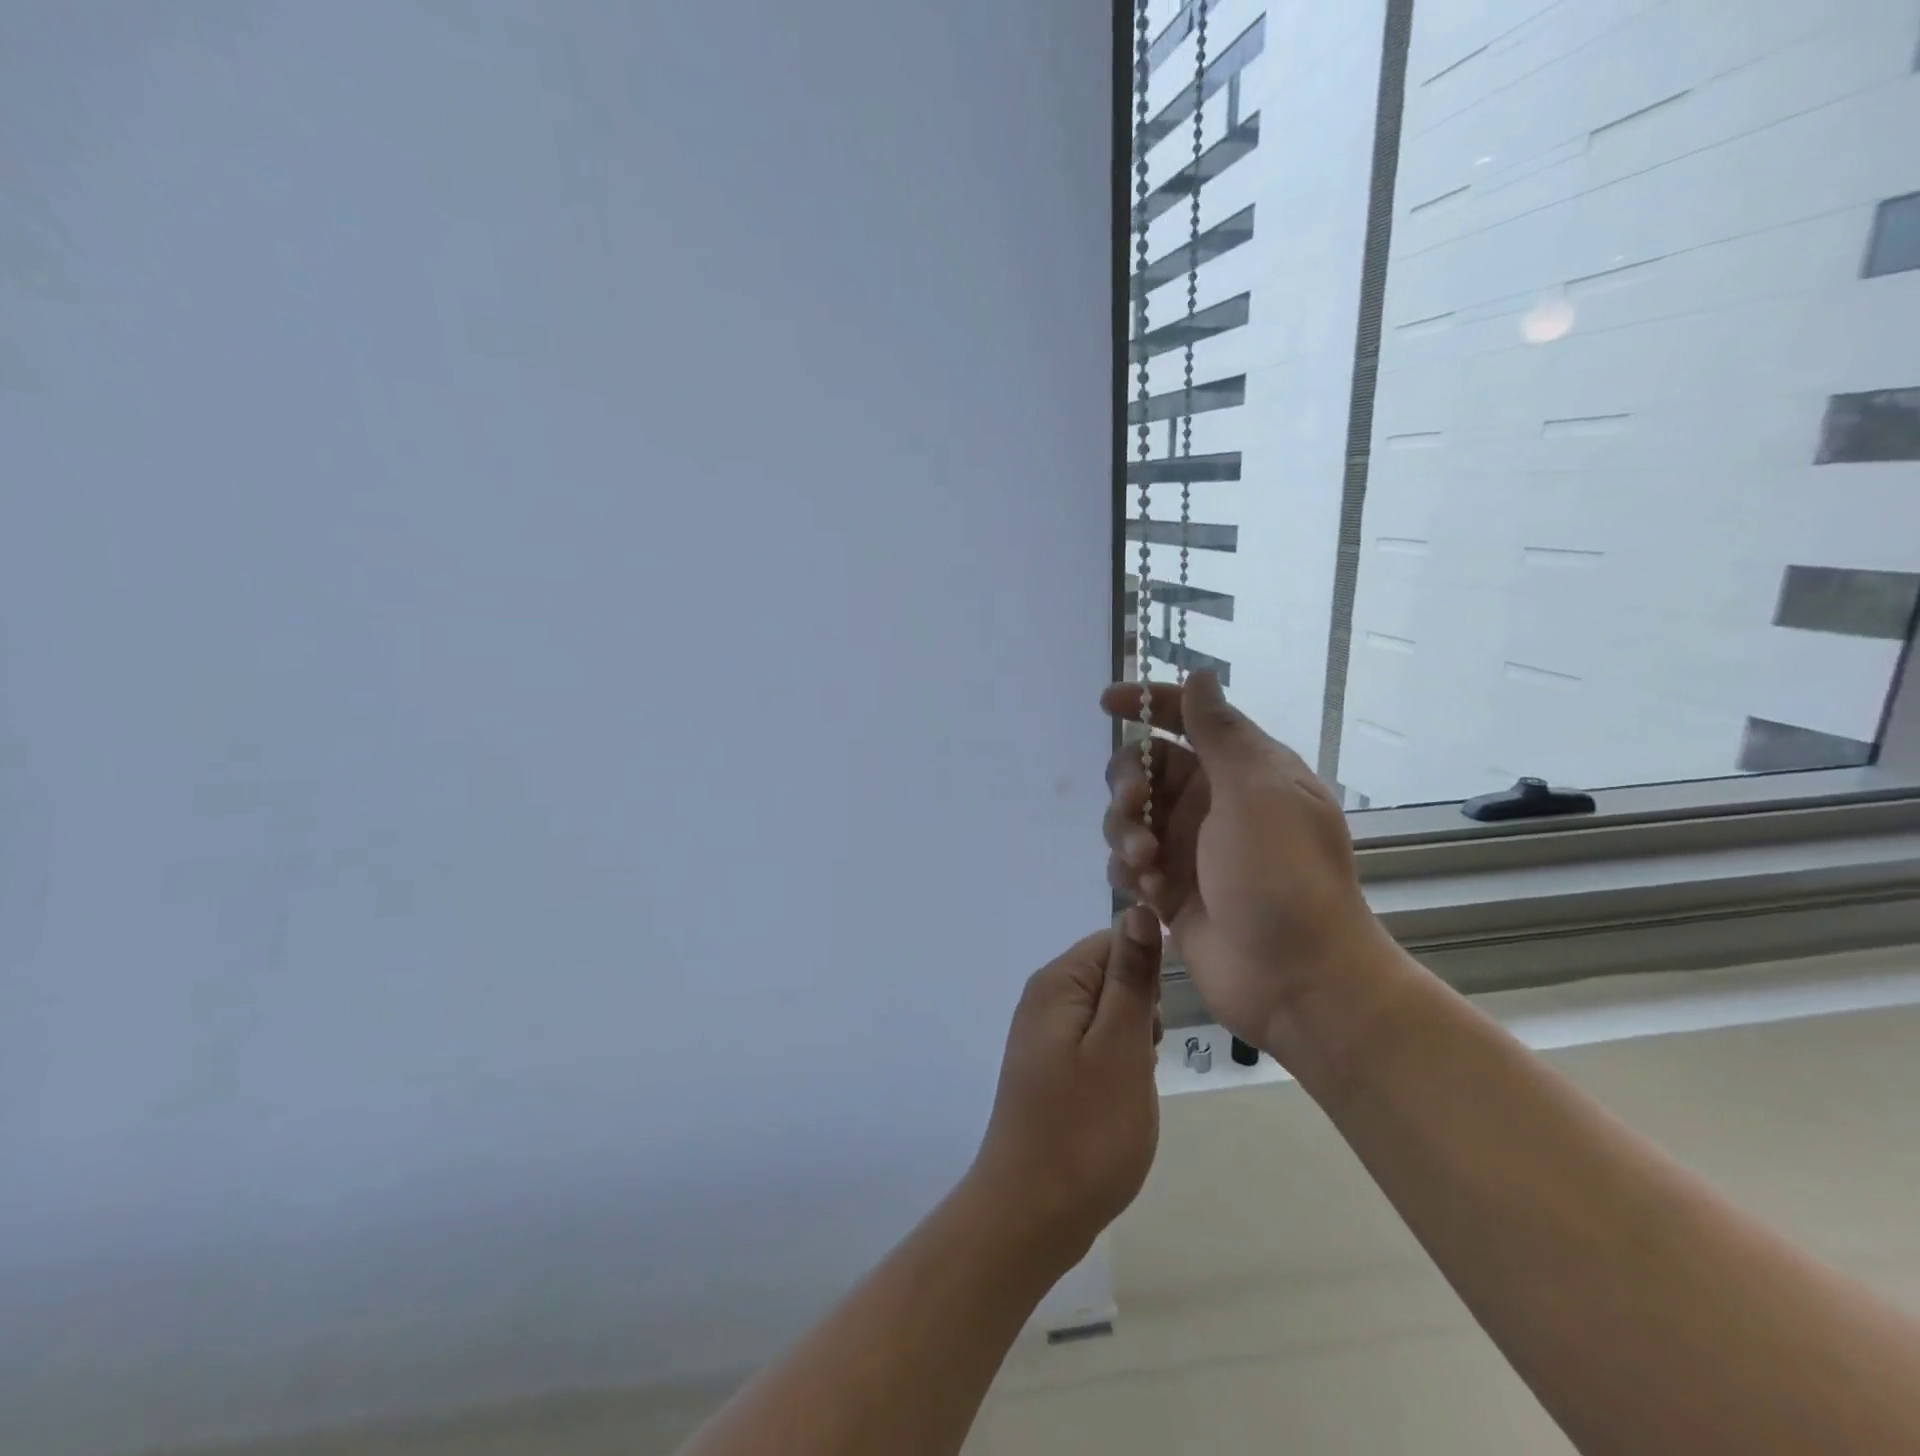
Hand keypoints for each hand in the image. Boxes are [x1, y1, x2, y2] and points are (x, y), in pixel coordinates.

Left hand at [967, 908, 1162, 1266]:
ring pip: (1108, 1013)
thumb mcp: (1122, 1046)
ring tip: (1135, 1082)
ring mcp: (1043, 1036)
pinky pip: (1094, 1044)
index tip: (1161, 1019)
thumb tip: (1139, 909)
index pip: (1114, 941)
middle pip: (1110, 975)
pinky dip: (1117, 1062)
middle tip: (1146, 1057)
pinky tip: (1121, 1097)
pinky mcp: (1049, 1069)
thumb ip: (1132, 976)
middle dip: (1142, 1009)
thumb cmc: (1086, 1128)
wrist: (1032, 1213)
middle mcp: (1043, 999)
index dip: (1148, 972)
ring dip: (1133, 1040)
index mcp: (1057, 983)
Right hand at [1100, 671, 1393, 1060]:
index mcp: (1245, 771)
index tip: (1108, 701)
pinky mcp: (1169, 889)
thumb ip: (1220, 733)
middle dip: (1128, 779)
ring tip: (1146, 861)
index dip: (1149, 703)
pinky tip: (1144, 889)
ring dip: (1125, 829)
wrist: (1296, 978)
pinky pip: (1128, 861)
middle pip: (1146, 767)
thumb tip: (1201, 676)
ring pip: (1129, 815)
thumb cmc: (1283, 874)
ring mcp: (1190, 848)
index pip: (1190, 719)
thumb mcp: (1257, 792)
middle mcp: (1213, 803)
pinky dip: (1127, 867)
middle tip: (1132, 802)